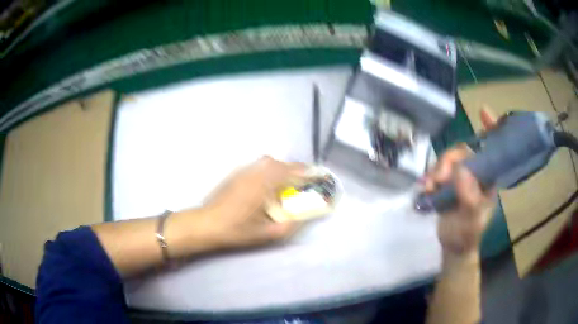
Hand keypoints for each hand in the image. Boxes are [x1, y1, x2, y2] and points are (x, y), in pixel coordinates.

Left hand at [201, 156, 304, 249]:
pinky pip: (258, 165)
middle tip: (303, 181)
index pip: (290, 172)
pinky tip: (268, 183)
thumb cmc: (236, 230)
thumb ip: (289, 226)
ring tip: (287, 181)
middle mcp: (254, 173)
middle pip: (279, 163)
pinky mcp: (236, 173)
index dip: (305, 173)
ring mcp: (243, 171)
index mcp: (263, 186)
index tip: (316, 177)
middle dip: (294, 169)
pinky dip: (269, 169)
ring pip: (268, 162)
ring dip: (281, 168)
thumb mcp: (266, 234)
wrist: (207, 223)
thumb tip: (304, 218)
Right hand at [423, 108, 498, 256]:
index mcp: (489, 178)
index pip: (493, 148)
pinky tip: (424, 187)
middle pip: (462, 151)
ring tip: (429, 187)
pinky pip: (437, 170)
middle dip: (449, 160)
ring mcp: (461, 176)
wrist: (453, 246)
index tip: (482, 111)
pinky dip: (430, 176)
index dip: (491, 128)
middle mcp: (476, 172)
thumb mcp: (472, 220)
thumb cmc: (468, 234)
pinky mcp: (447, 182)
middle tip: (438, 179)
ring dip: (436, 170)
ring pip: (448, 160)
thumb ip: (470, 198)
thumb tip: (461, 170)